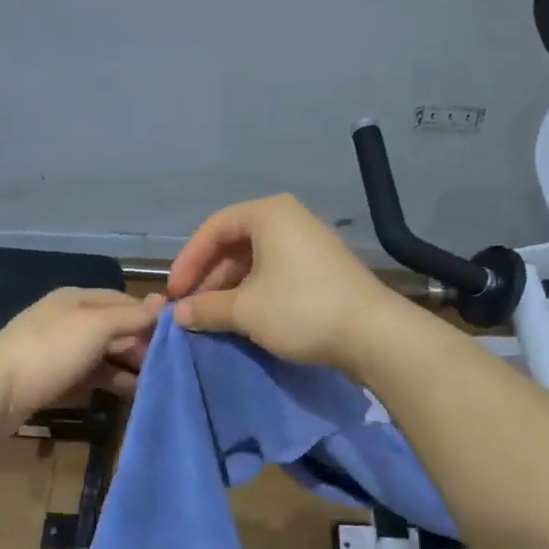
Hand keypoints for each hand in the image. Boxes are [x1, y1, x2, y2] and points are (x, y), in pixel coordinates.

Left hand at [0, 288, 164, 423]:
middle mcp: (67, 321)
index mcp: (77, 299)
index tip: (175, 339)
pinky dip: (105, 385)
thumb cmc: (51, 351)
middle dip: (138, 346)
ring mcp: (56, 352)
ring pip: (101, 357)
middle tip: (164, 367)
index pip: (123, 301)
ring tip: (150, 386)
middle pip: (113, 330)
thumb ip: (131, 316)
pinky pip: (86, 379)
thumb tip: (164, 302)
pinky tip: (123, 397)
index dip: (148, 318)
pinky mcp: (50, 381)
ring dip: (125, 368)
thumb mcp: (97, 327)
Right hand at [167, 194, 403, 370]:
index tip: (175, 293)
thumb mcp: (245, 310)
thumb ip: (206, 308)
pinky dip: (255, 292)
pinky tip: (245, 318)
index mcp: (269, 214)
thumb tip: (178, 314)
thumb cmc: (300, 309)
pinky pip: (277, 273)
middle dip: (209, 277)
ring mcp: (310, 244)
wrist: (373, 334)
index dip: (189, 261)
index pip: (214, 229)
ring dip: (230, 288)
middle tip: (192, 308)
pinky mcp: (323, 270)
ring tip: (214, 318)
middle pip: (235, 244)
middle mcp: (290, 220)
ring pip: (256, 261)